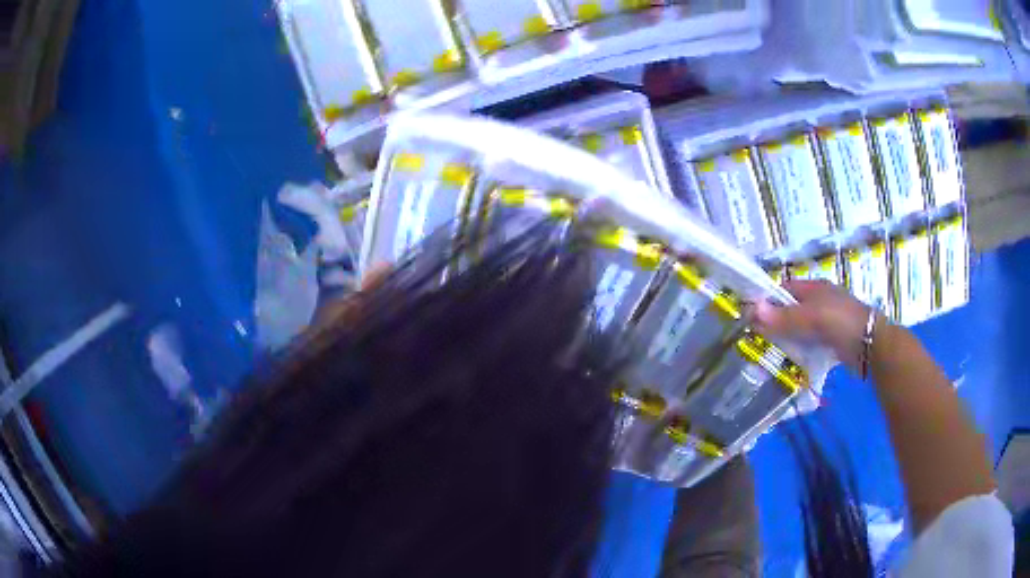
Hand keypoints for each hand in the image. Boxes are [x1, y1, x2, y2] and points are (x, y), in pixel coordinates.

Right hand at [754, 280, 877, 372]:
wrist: (871, 345)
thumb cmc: (841, 323)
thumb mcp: (811, 317)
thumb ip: (783, 317)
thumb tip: (751, 310)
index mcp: (814, 288)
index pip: (783, 290)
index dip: (767, 300)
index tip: (751, 317)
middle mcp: (819, 302)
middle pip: (790, 309)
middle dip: (775, 322)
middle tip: (758, 339)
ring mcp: (826, 321)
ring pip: (799, 328)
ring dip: (787, 339)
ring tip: (771, 353)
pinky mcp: (831, 340)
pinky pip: (809, 342)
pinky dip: (799, 349)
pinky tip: (791, 360)